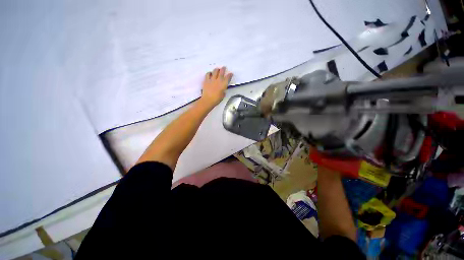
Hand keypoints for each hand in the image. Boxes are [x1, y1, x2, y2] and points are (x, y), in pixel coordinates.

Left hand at [200, 66, 232, 107]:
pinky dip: (209, 73)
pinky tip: (210, 73)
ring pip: (215, 71)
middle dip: (223, 69)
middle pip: (221, 72)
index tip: (231, 74)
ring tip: (217, 69)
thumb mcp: (223, 95)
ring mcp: (212, 79)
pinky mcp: (206, 80)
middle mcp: (218, 80)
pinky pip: (208, 74)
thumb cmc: (216, 99)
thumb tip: (223, 89)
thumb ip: (223, 90)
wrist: (208, 100)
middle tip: (224, 67)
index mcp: (224, 84)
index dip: (230, 75)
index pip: (228, 77)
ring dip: (217, 69)